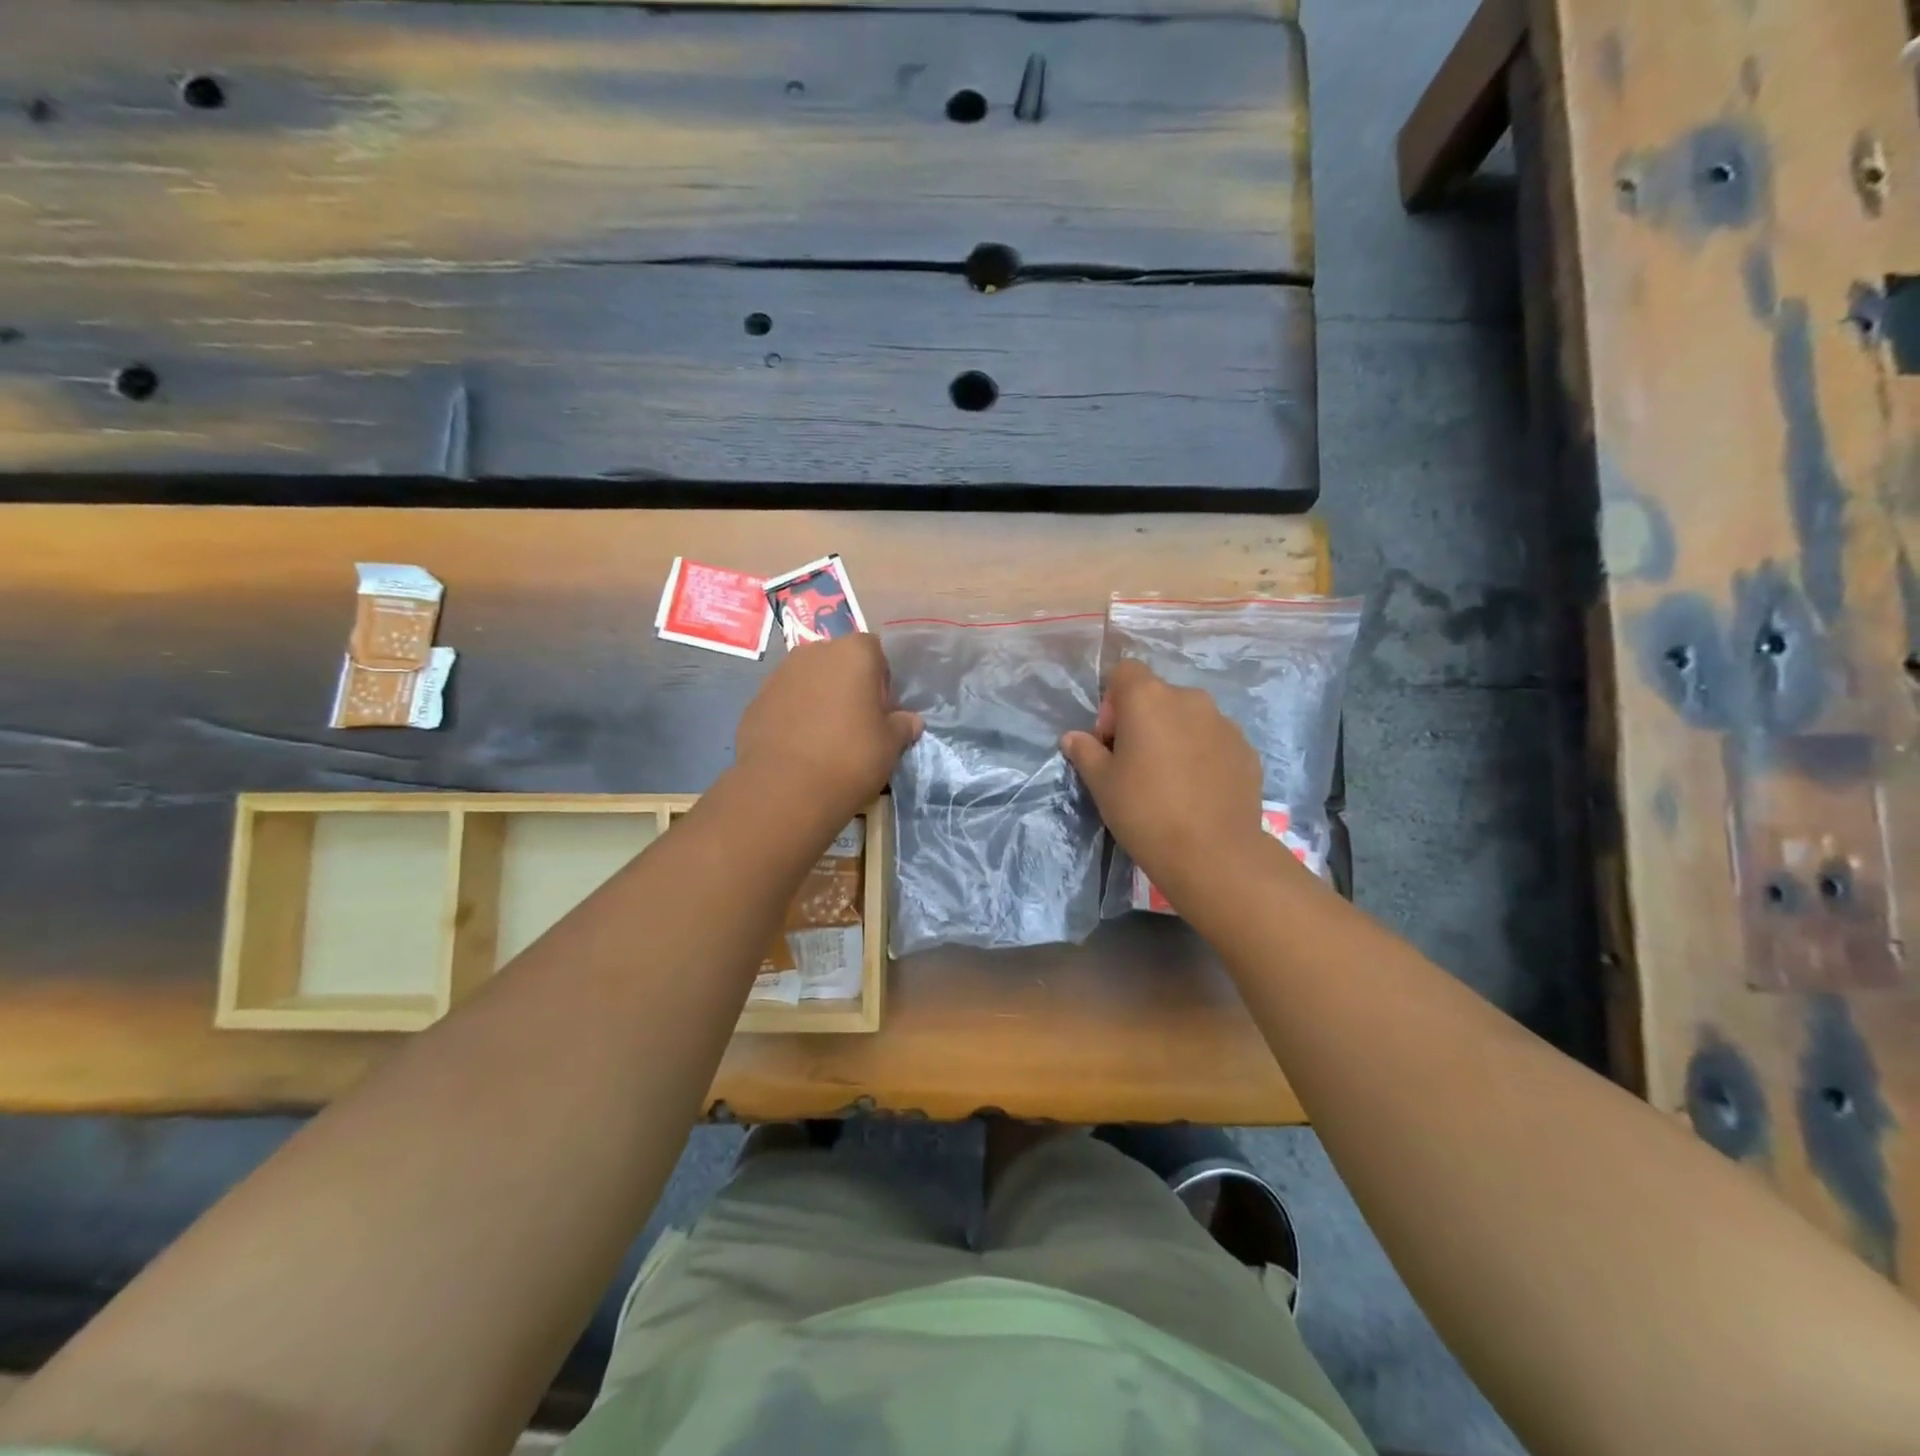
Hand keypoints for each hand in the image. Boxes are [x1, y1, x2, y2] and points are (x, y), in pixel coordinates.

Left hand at [735, 634, 920, 819]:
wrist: (785, 789)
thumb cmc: (850, 757)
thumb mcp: (890, 745)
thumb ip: (903, 725)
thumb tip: (910, 720)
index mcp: (853, 652)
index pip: (875, 650)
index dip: (882, 679)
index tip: (882, 710)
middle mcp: (813, 652)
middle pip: (839, 662)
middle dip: (849, 685)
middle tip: (857, 724)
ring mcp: (779, 675)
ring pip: (809, 680)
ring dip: (819, 699)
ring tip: (826, 739)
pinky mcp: (755, 701)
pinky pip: (785, 702)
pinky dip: (794, 717)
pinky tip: (800, 748)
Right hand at [1060, 660, 1266, 902]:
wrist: (1213, 853)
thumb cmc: (1145, 811)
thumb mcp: (1102, 784)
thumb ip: (1086, 752)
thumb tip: (1073, 737)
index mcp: (1149, 699)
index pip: (1125, 672)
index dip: (1112, 701)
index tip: (1111, 740)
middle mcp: (1189, 699)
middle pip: (1158, 696)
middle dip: (1143, 721)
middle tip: (1135, 764)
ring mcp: (1224, 723)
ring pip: (1188, 718)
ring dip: (1174, 737)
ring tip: (1170, 781)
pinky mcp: (1246, 749)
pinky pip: (1214, 741)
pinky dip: (1202, 755)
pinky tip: (1197, 792)